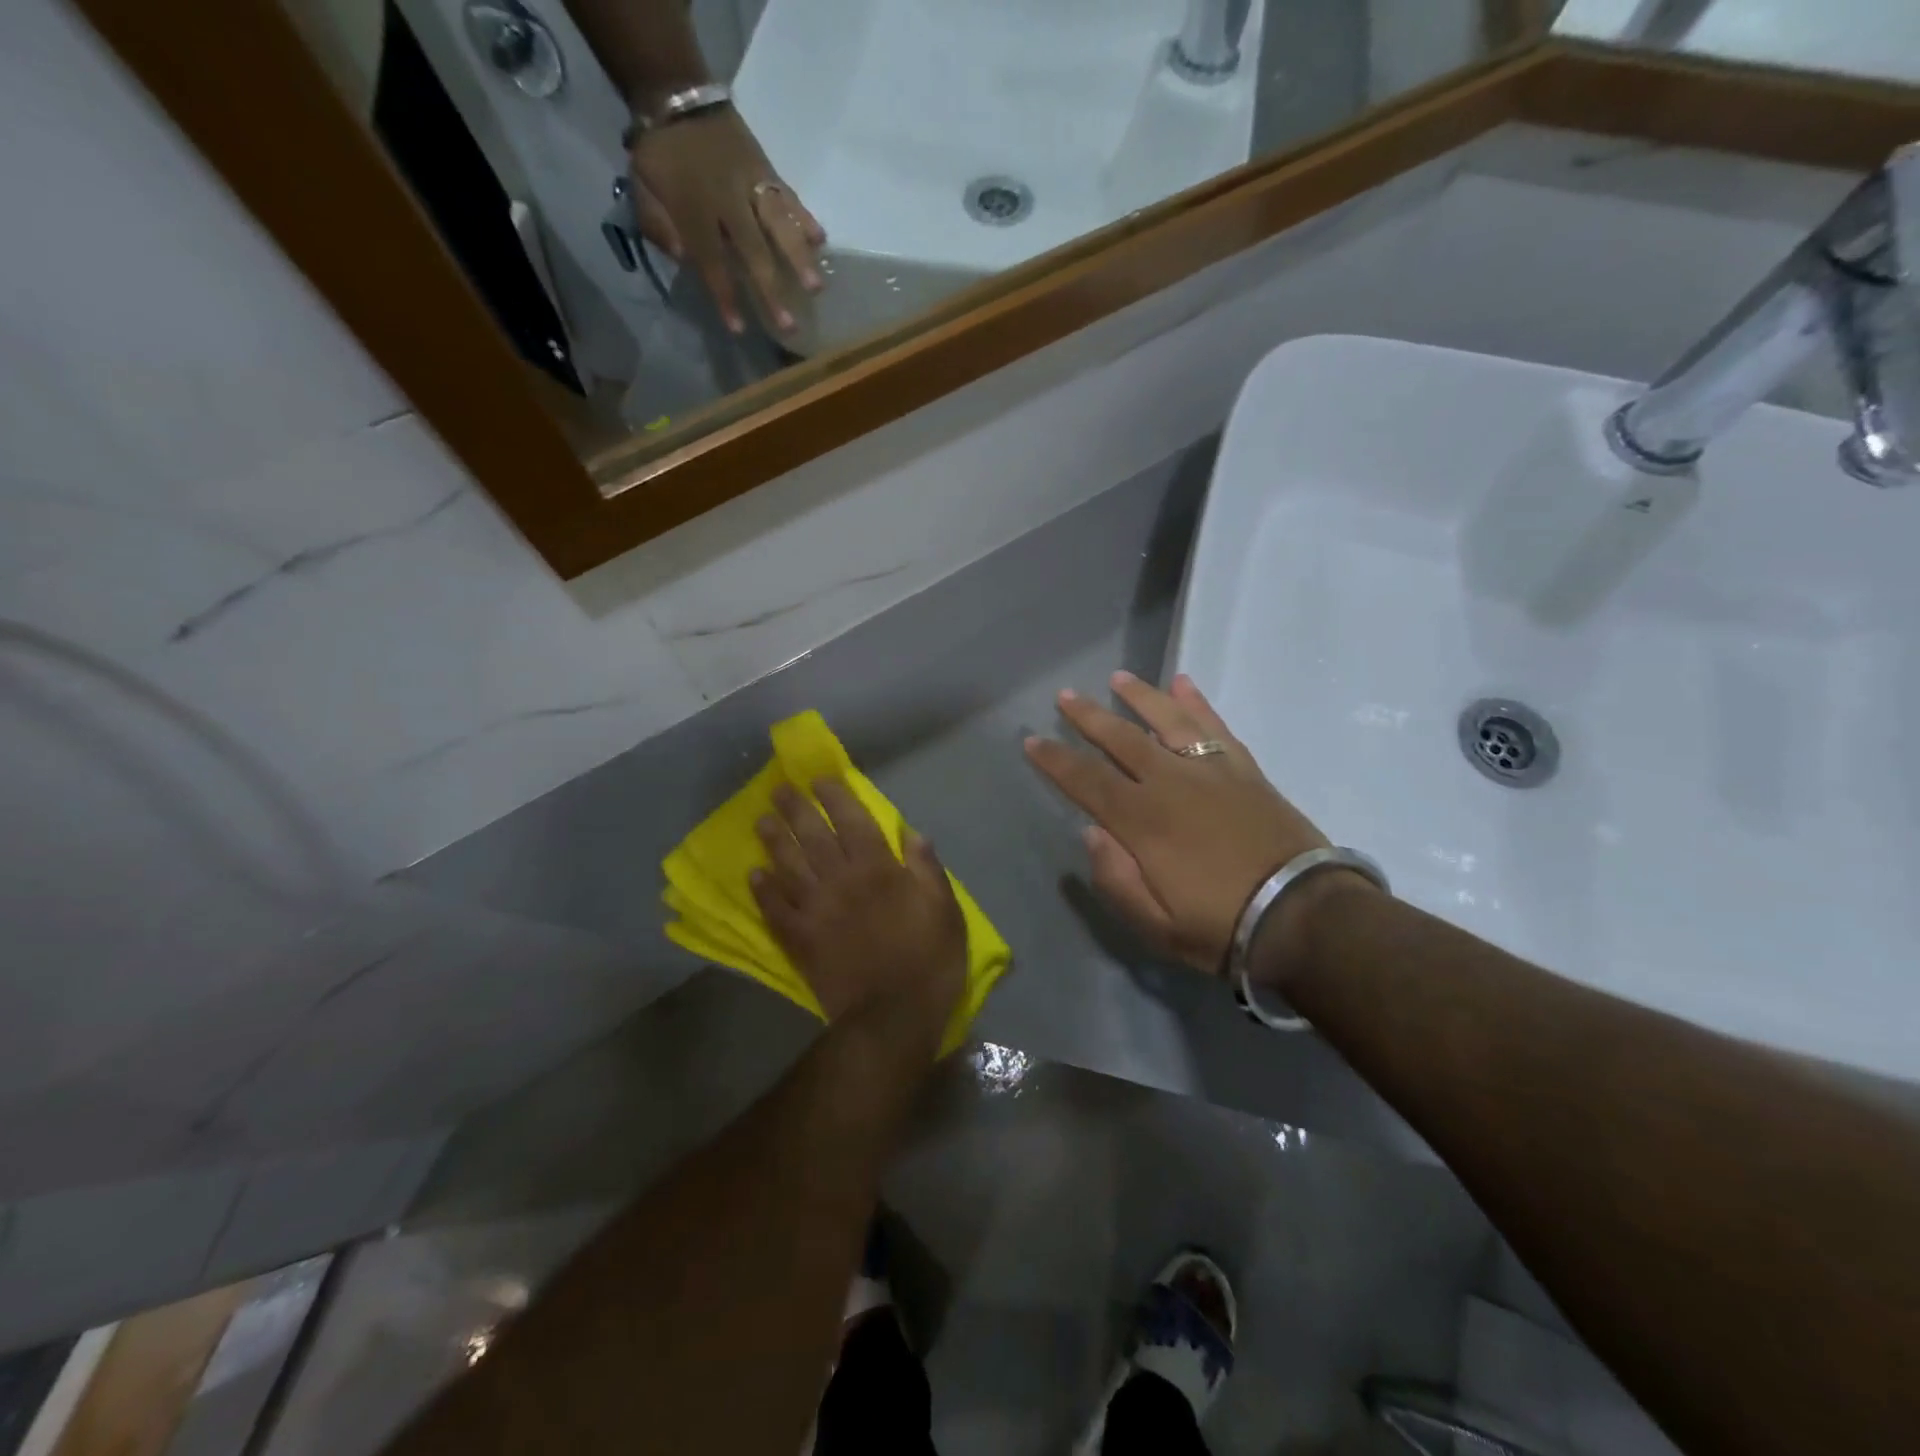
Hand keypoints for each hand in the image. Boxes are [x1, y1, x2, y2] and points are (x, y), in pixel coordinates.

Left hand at [629, 107, 824, 335]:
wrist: (676, 91)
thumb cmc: (660, 153)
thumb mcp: (642, 188)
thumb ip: (658, 225)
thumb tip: (683, 255)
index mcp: (693, 208)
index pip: (711, 261)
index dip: (725, 296)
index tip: (739, 328)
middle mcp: (727, 200)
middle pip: (753, 251)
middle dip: (771, 290)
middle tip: (790, 325)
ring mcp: (751, 184)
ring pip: (779, 224)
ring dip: (799, 258)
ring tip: (817, 287)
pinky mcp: (766, 170)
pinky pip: (788, 195)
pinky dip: (805, 217)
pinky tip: (821, 240)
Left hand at [751, 778, 966, 1055]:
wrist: (892, 1017)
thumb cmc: (928, 961)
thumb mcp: (945, 911)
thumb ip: (927, 870)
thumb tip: (914, 835)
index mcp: (878, 870)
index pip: (852, 821)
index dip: (835, 798)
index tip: (819, 781)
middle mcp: (842, 881)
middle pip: (813, 837)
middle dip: (796, 809)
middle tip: (779, 789)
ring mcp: (816, 910)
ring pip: (789, 867)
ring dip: (774, 842)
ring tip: (761, 821)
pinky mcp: (800, 941)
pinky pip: (775, 910)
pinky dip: (763, 892)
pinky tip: (754, 876)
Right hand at [1024, 671, 1343, 977]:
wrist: (1304, 916)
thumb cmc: (1221, 926)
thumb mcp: (1156, 925)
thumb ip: (1114, 878)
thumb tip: (1091, 833)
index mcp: (1143, 821)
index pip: (1087, 781)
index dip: (1056, 760)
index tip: (1032, 740)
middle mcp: (1172, 783)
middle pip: (1122, 739)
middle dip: (1089, 717)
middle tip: (1065, 696)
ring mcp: (1212, 771)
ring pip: (1168, 721)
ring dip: (1140, 697)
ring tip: (1118, 678)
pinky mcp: (1245, 770)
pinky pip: (1216, 727)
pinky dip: (1199, 703)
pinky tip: (1184, 684)